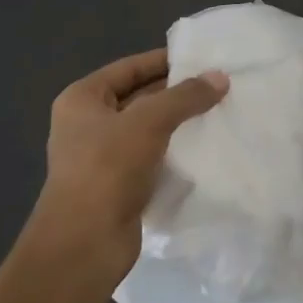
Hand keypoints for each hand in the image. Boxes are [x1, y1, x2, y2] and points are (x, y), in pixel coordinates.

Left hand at [42, 49, 228, 272]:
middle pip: (139, 97)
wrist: (84, 244)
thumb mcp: (149, 122)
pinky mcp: (118, 186)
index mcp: (82, 99)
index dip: (164, 60)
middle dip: (176, 93)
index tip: (201, 58)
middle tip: (218, 86)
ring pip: (148, 130)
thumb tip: (220, 78)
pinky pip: (152, 158)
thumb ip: (185, 96)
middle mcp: (87, 124)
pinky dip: (175, 152)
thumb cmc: (108, 168)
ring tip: (219, 112)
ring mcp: (101, 157)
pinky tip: (205, 148)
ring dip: (178, 124)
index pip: (129, 68)